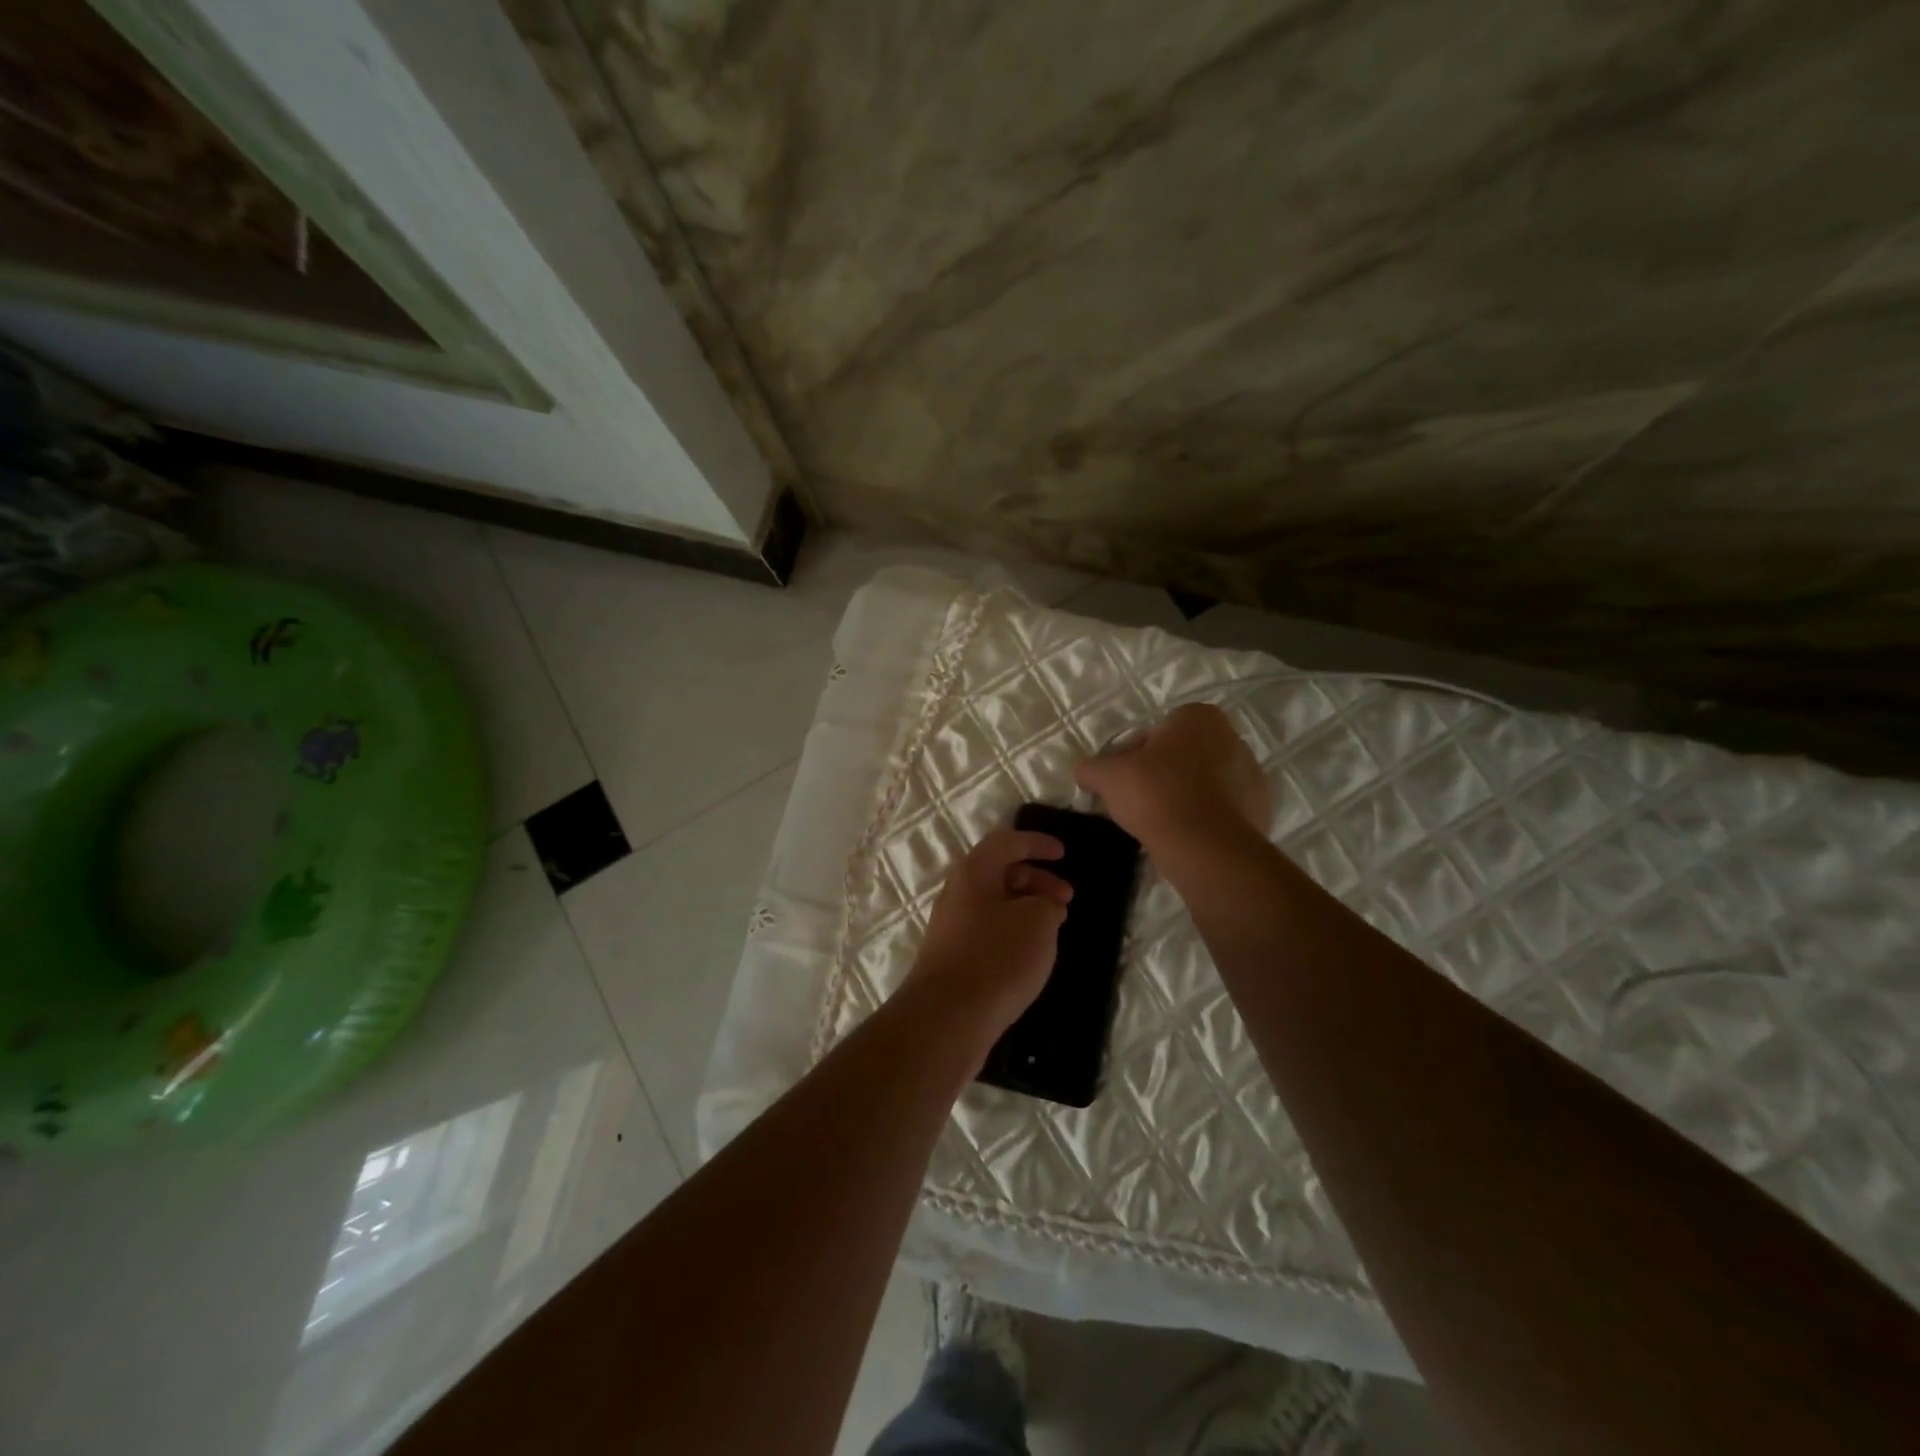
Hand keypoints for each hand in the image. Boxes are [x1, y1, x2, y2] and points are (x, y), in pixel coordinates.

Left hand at [906, 827, 1072, 1039]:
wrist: (947, 1018)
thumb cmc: (996, 957)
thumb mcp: (1038, 922)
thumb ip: (1048, 904)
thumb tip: (1043, 907)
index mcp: (974, 872)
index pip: (1007, 842)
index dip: (1037, 843)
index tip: (1063, 854)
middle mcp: (957, 893)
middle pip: (1000, 873)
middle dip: (1037, 880)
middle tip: (1066, 899)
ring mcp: (952, 927)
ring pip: (995, 905)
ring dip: (1026, 909)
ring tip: (1053, 930)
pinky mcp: (953, 958)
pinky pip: (988, 932)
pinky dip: (1013, 933)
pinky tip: (1030, 956)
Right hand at [1074, 704, 1268, 850]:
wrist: (1206, 846)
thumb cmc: (1155, 794)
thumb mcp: (1107, 776)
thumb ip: (1091, 767)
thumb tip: (1083, 770)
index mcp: (1199, 717)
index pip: (1155, 731)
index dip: (1133, 756)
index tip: (1123, 781)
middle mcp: (1232, 737)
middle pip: (1181, 755)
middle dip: (1161, 773)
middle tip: (1138, 802)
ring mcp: (1251, 774)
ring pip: (1204, 781)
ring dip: (1184, 795)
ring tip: (1161, 823)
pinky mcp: (1261, 808)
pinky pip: (1222, 808)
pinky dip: (1204, 817)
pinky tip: (1185, 836)